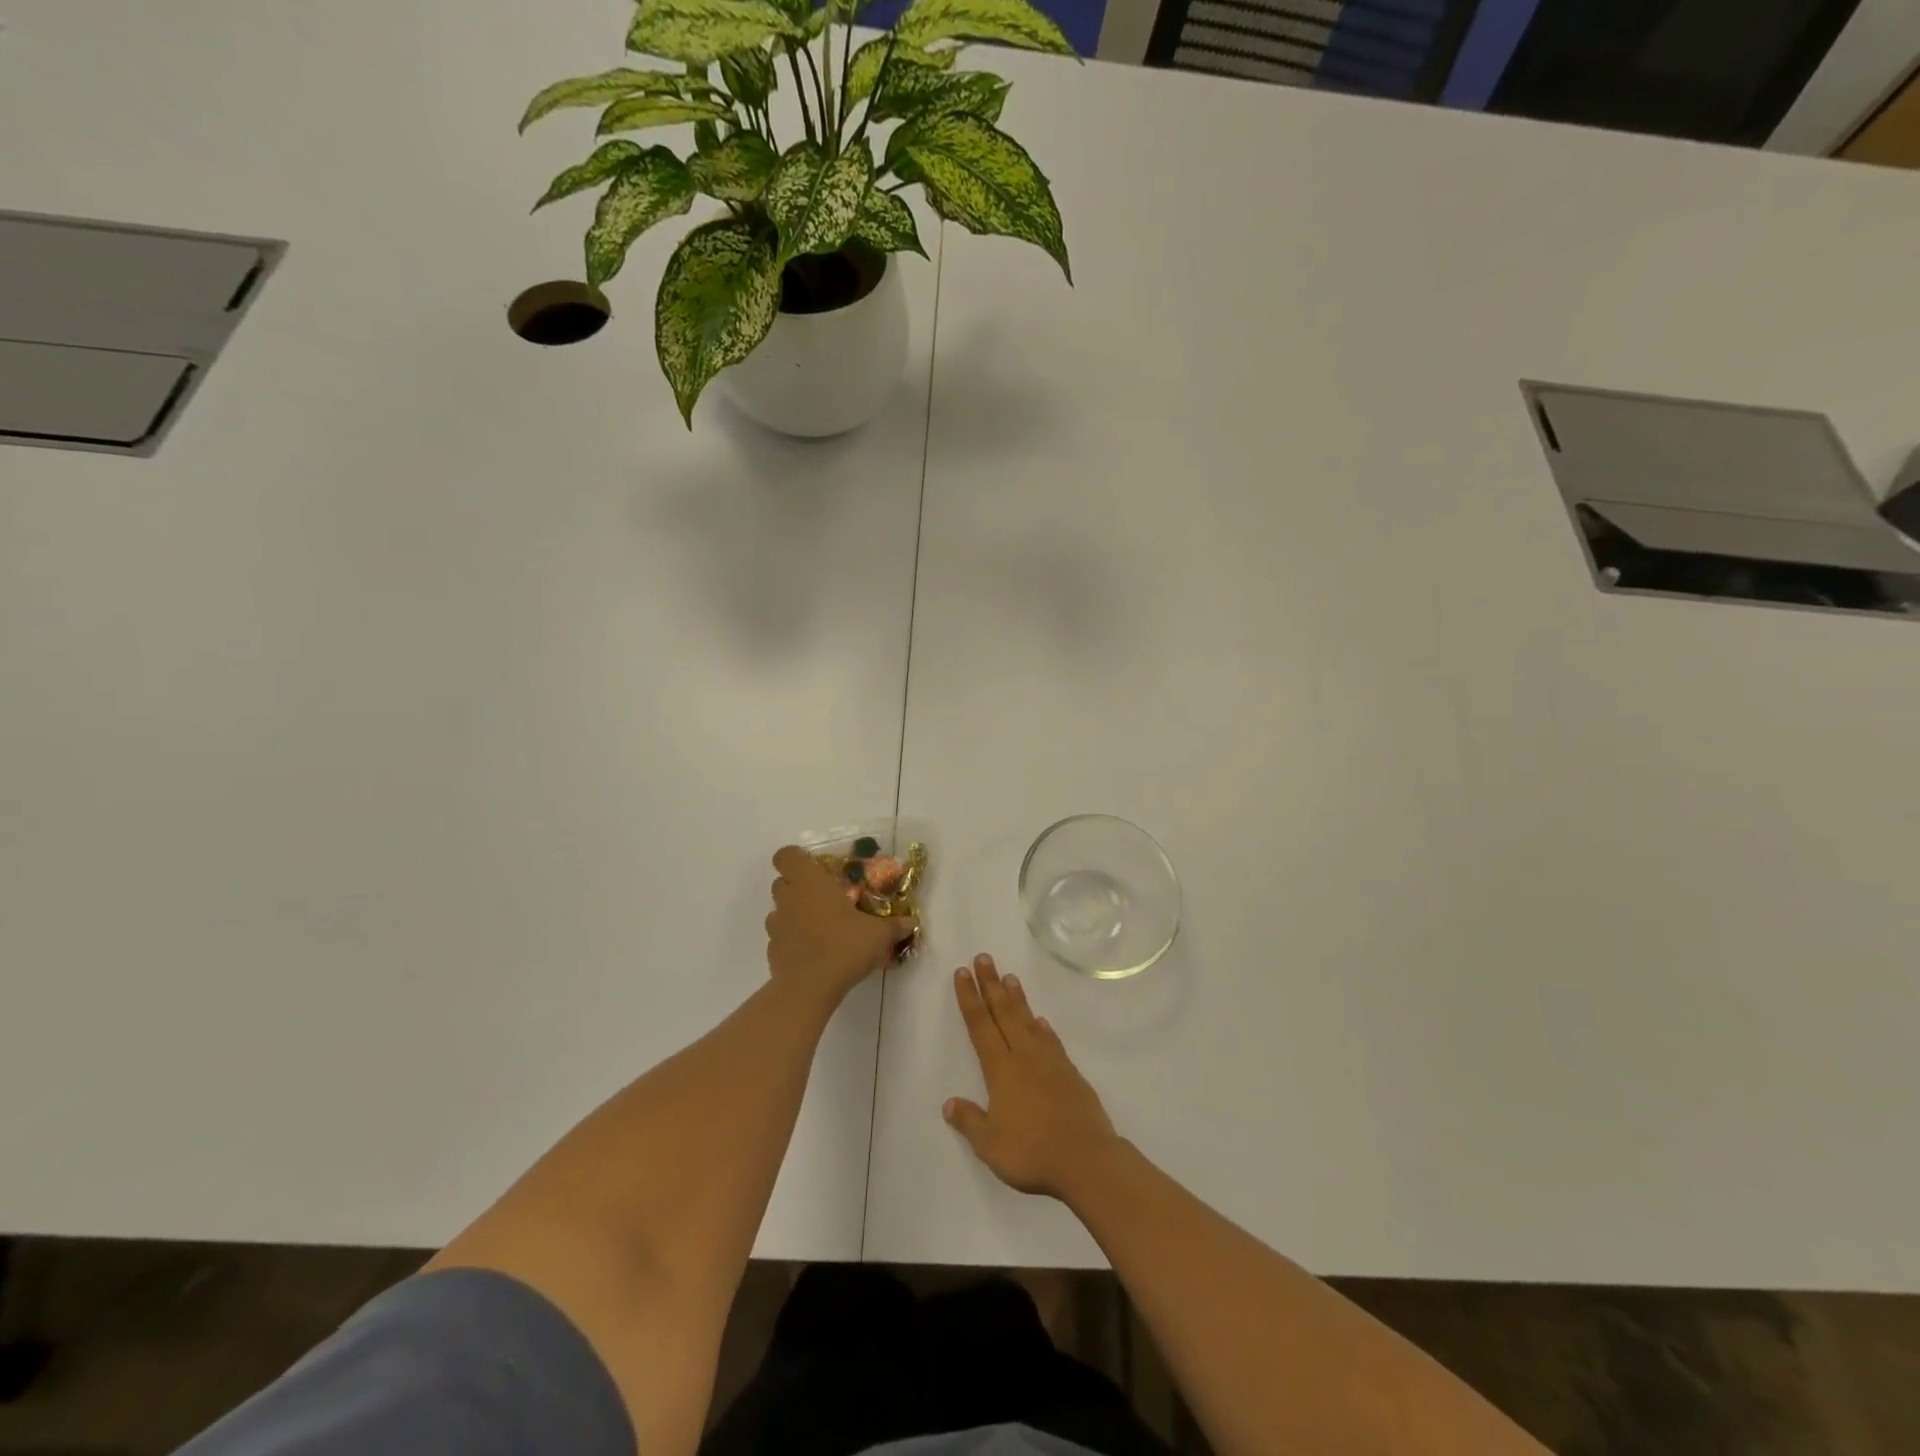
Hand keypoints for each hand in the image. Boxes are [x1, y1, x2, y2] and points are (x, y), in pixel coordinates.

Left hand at [766, 845, 911, 1005]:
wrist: (809, 988)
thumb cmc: (844, 947)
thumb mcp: (878, 935)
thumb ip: (894, 926)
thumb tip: (912, 922)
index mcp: (810, 883)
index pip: (786, 856)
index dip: (796, 858)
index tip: (815, 868)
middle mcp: (789, 899)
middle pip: (781, 881)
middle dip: (798, 886)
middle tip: (823, 897)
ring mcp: (776, 926)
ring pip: (778, 910)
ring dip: (793, 913)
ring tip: (818, 926)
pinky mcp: (772, 950)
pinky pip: (780, 937)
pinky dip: (792, 939)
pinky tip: (812, 952)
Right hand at [944, 953, 1120, 1198]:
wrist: (1086, 1158)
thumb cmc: (1032, 1152)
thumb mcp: (990, 1145)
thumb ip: (970, 1121)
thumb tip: (949, 1103)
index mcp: (1000, 1070)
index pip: (980, 1026)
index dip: (969, 998)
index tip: (963, 973)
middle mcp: (1023, 1057)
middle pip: (1004, 1013)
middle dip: (991, 985)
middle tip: (984, 958)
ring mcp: (1050, 1062)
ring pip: (1029, 1021)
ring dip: (1017, 998)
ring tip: (1010, 977)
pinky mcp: (1070, 1073)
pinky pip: (1052, 1040)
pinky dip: (1043, 1027)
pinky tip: (1041, 1021)